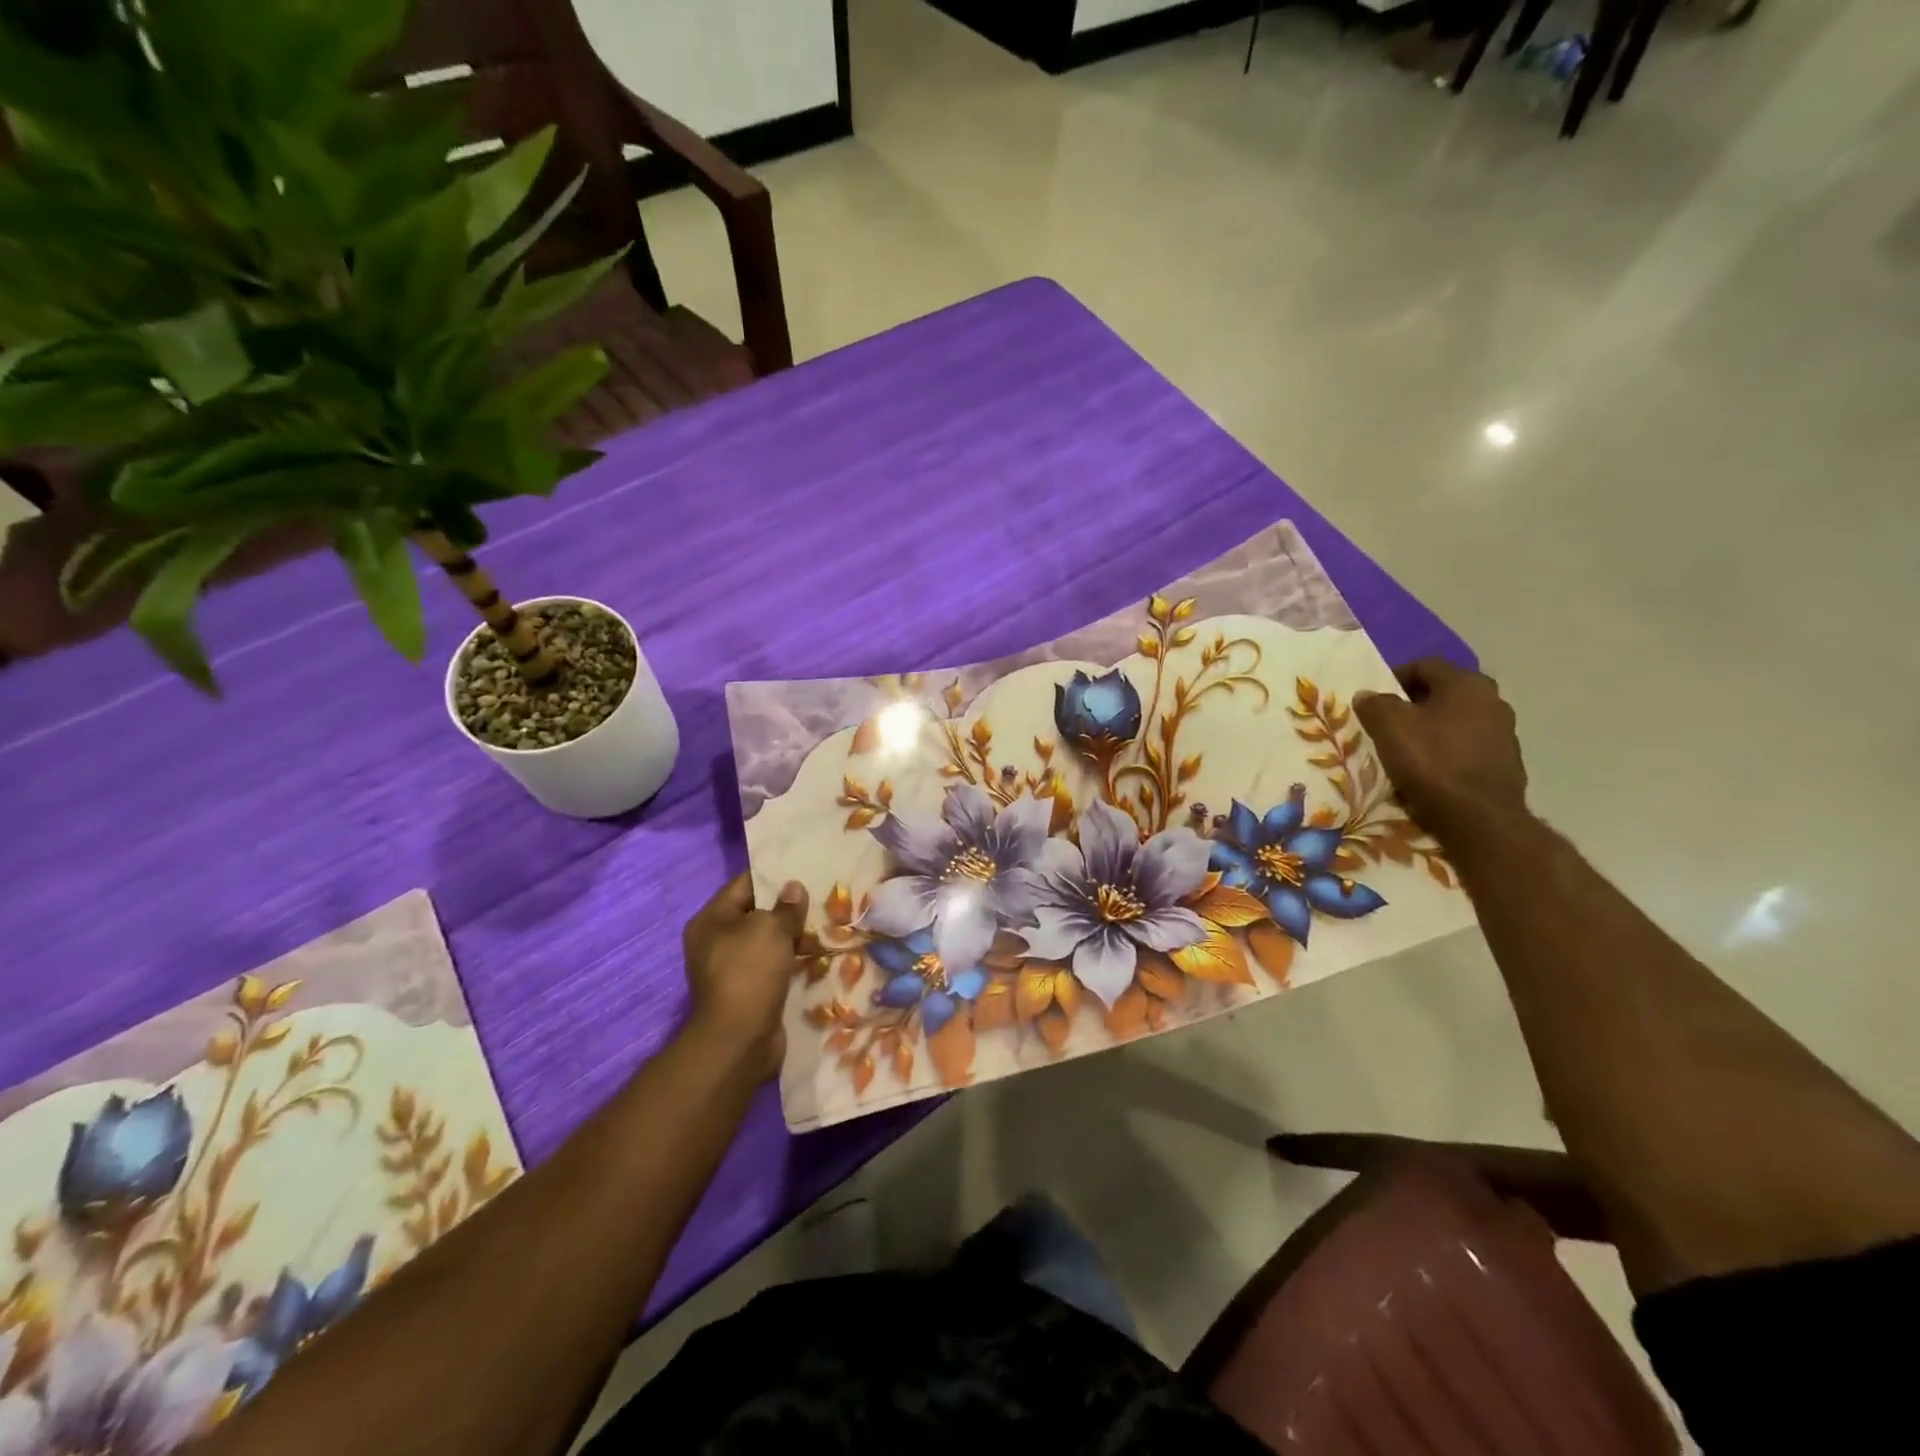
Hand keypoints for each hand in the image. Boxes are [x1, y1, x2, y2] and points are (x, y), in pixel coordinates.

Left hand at [682, 874, 808, 1080]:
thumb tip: (794, 888)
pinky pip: (773, 966)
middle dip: (787, 908)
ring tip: (825, 924)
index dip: (773, 876)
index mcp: (711, 920)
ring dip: (793, 936)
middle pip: (756, 913)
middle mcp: (715, 942)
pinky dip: (791, 960)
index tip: (804, 870)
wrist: (739, 1040)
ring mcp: (731, 969)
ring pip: (767, 942)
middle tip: (821, 897)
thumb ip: (786, 907)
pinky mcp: (748, 991)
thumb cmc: (749, 972)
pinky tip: (817, 954)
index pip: (744, 884)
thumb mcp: (770, 929)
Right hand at [1354, 658, 1528, 841]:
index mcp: (1467, 684)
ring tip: (1405, 749)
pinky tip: (1428, 770)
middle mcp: (1493, 701)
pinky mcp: (1505, 762)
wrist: (1478, 818)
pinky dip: (1447, 751)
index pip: (1424, 665)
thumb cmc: (1431, 762)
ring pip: (1456, 720)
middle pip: (1443, 693)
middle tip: (1386, 722)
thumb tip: (1367, 694)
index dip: (1394, 677)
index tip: (1374, 698)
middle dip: (1413, 704)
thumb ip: (1375, 704)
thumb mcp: (1389, 727)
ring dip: (1431, 728)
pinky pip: (1467, 747)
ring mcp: (1504, 733)